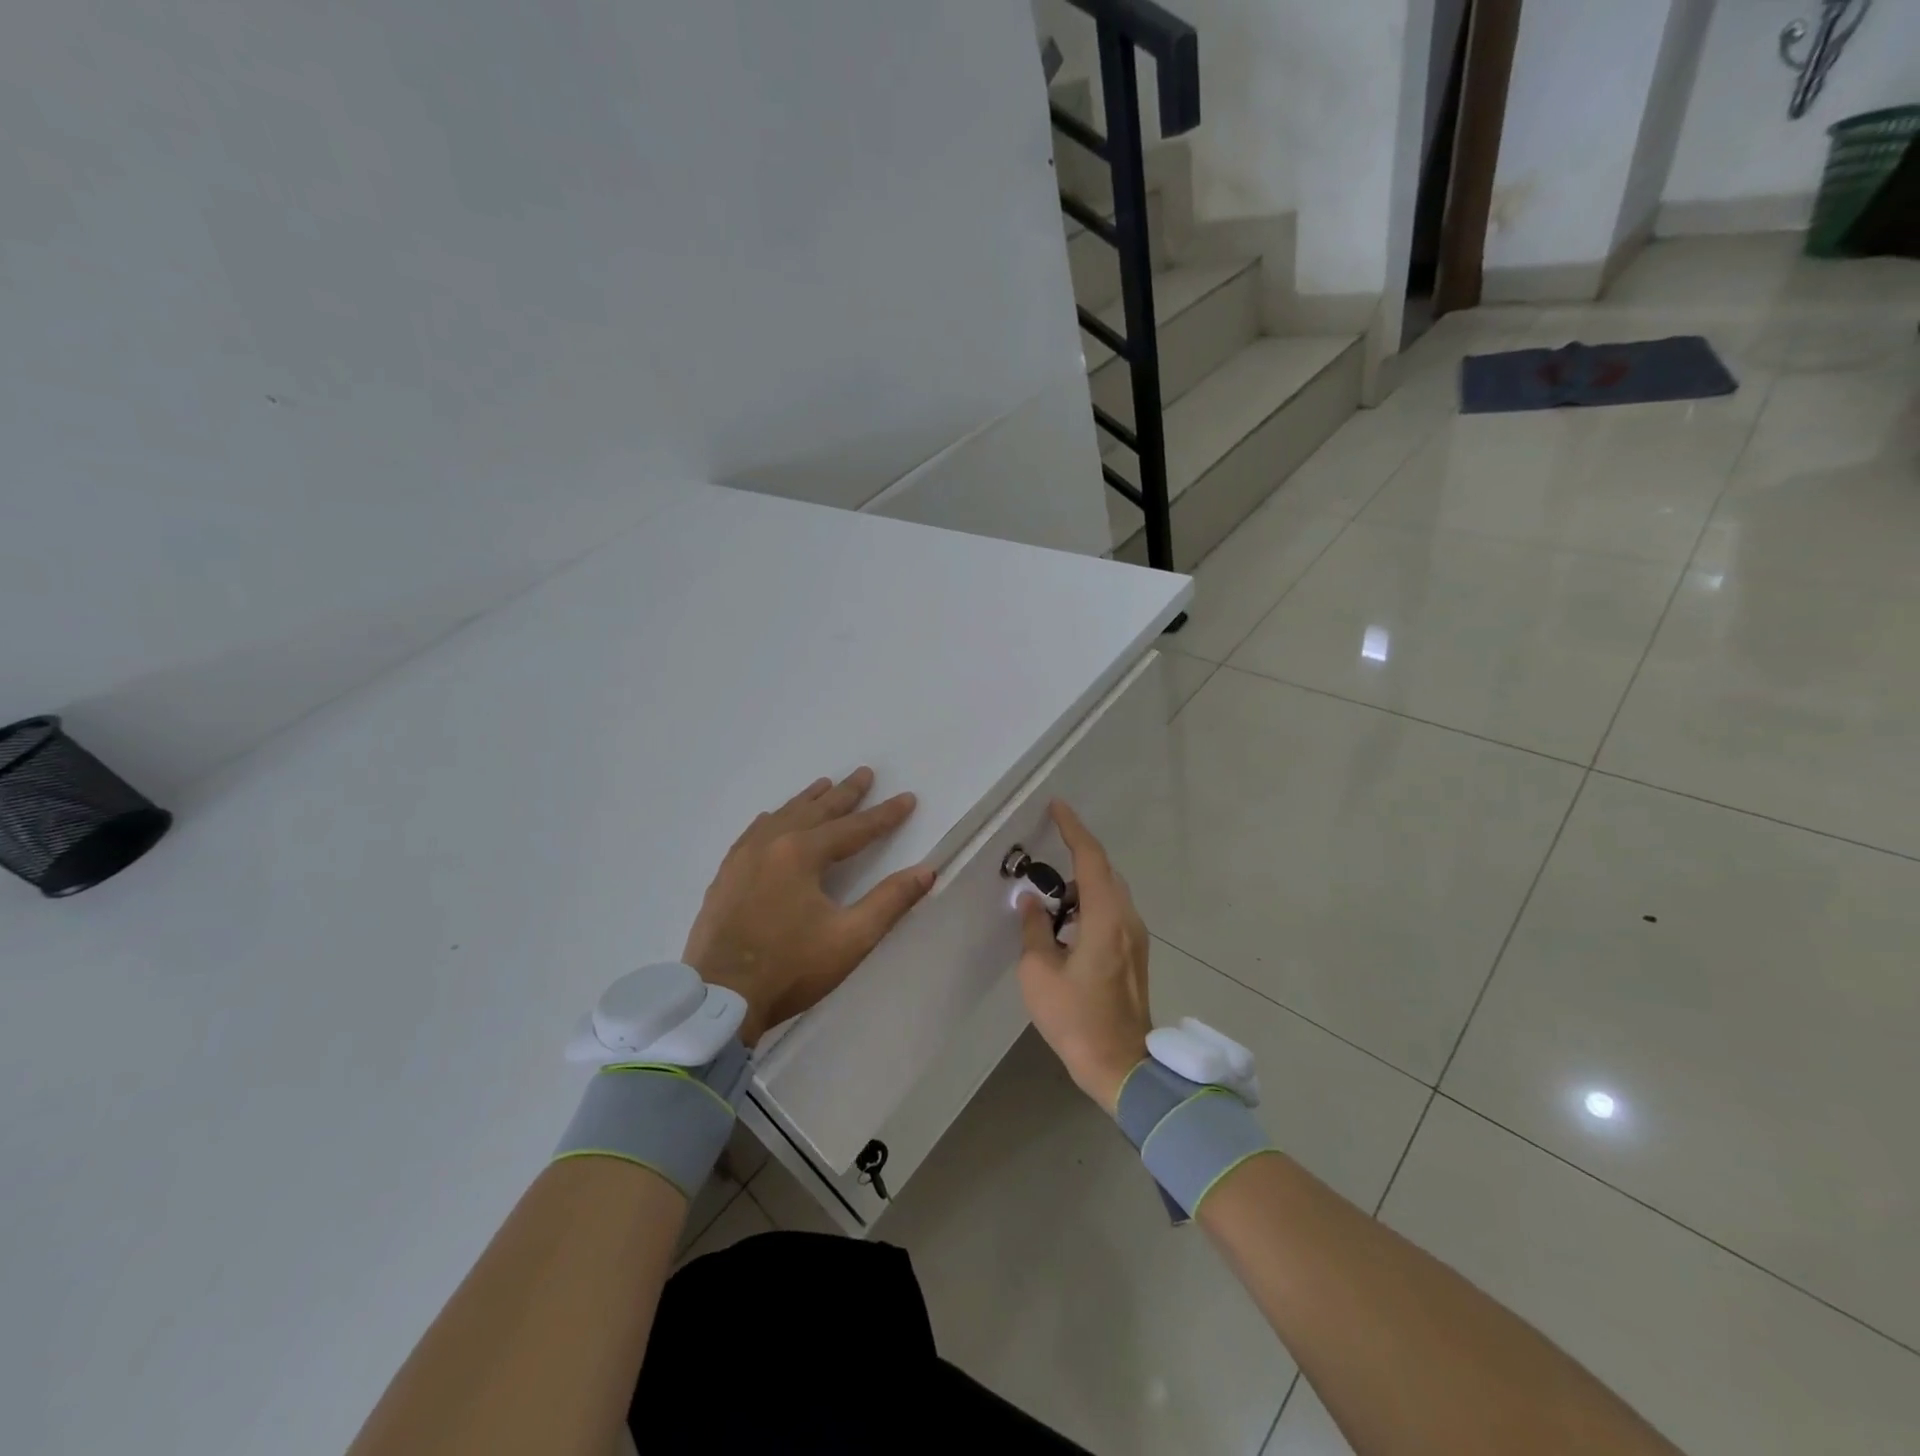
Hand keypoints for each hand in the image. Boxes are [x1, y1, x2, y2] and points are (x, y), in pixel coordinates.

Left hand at [683, 768, 933, 1046]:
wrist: (718, 998)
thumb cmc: (791, 968)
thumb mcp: (851, 938)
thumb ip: (890, 901)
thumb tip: (926, 870)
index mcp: (802, 854)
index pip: (854, 828)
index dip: (884, 815)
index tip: (908, 798)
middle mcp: (771, 843)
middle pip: (816, 811)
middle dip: (845, 793)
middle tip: (865, 773)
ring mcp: (743, 857)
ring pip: (783, 816)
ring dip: (808, 800)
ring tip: (825, 784)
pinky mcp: (726, 875)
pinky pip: (754, 831)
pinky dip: (774, 818)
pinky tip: (773, 818)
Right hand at [1015, 800, 1151, 1114]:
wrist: (1122, 1066)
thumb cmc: (1076, 1018)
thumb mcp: (1038, 972)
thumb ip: (1034, 928)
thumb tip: (1031, 900)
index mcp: (1105, 917)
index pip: (1090, 858)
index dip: (1073, 829)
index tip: (1057, 807)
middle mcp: (1127, 919)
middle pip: (1104, 871)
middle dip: (1078, 852)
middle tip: (1049, 843)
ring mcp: (1136, 938)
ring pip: (1110, 892)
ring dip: (1083, 881)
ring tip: (1051, 888)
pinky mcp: (1135, 954)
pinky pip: (1113, 912)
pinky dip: (1091, 902)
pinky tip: (1068, 918)